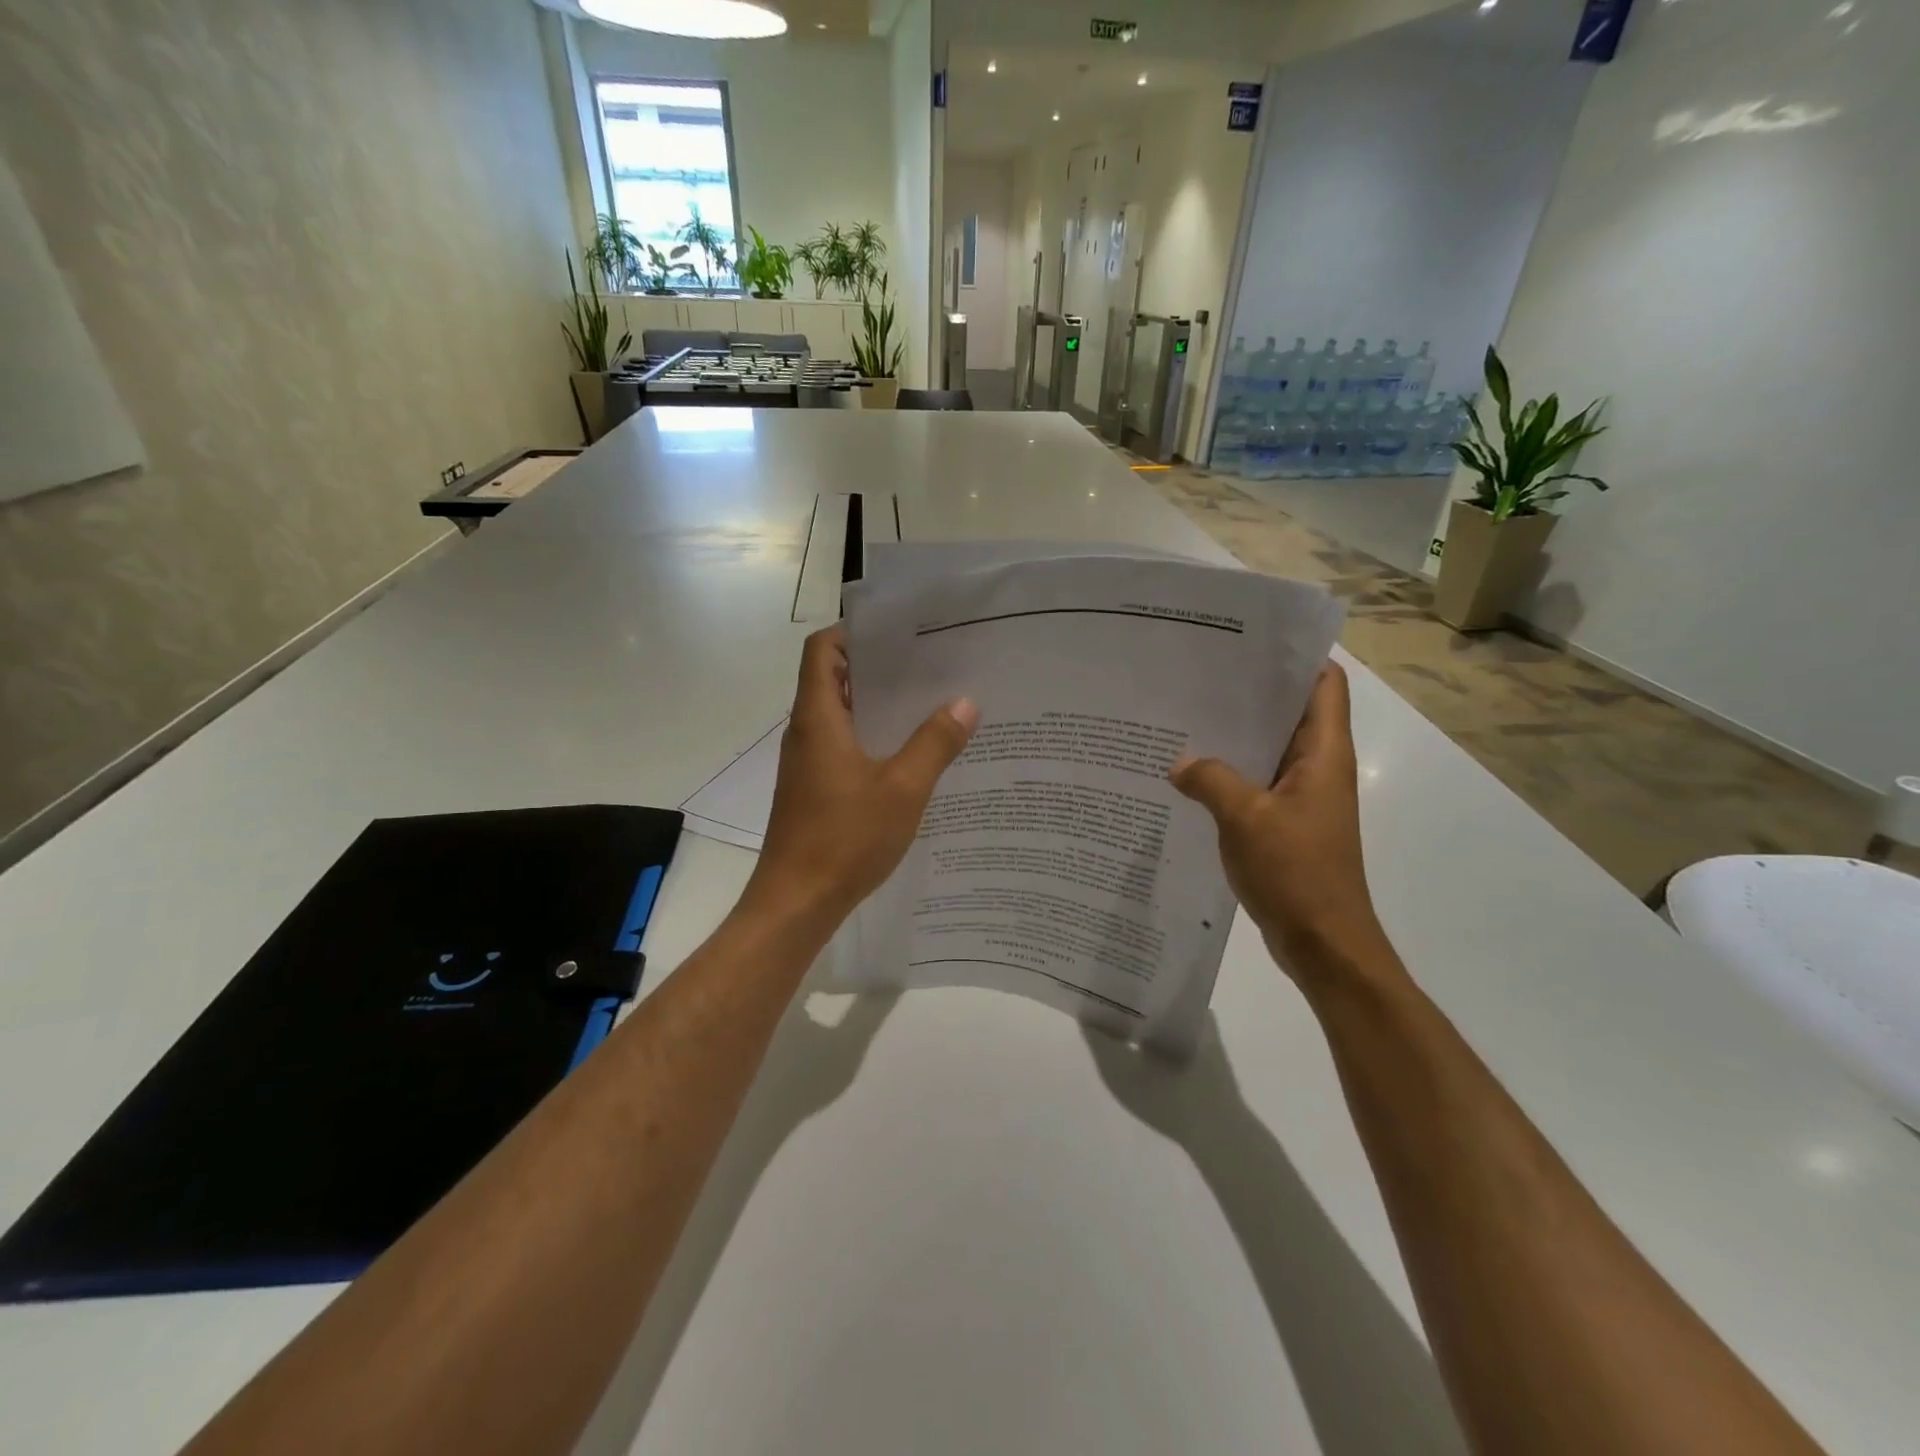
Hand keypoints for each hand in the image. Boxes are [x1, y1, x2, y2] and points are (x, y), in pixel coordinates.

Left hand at [741, 625, 978, 932]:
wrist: (797, 903)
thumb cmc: (845, 839)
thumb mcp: (902, 789)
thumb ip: (934, 743)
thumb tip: (965, 702)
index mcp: (818, 718)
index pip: (823, 650)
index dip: (855, 632)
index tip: (899, 633)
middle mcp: (807, 732)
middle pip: (835, 678)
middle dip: (879, 667)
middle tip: (930, 664)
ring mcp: (808, 762)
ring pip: (842, 716)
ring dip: (879, 706)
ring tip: (930, 702)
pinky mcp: (815, 789)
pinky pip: (844, 746)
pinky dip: (874, 739)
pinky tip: (912, 754)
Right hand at [1170, 663, 1392, 983]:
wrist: (1323, 943)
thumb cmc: (1296, 872)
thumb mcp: (1245, 818)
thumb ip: (1209, 780)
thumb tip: (1178, 762)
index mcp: (1323, 754)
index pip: (1324, 684)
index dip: (1296, 656)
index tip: (1249, 642)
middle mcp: (1318, 768)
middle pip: (1291, 712)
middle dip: (1250, 692)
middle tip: (1198, 676)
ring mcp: (1302, 798)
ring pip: (1268, 749)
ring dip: (1235, 736)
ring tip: (1185, 716)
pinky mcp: (1285, 824)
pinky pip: (1256, 784)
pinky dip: (1229, 774)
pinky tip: (1188, 773)